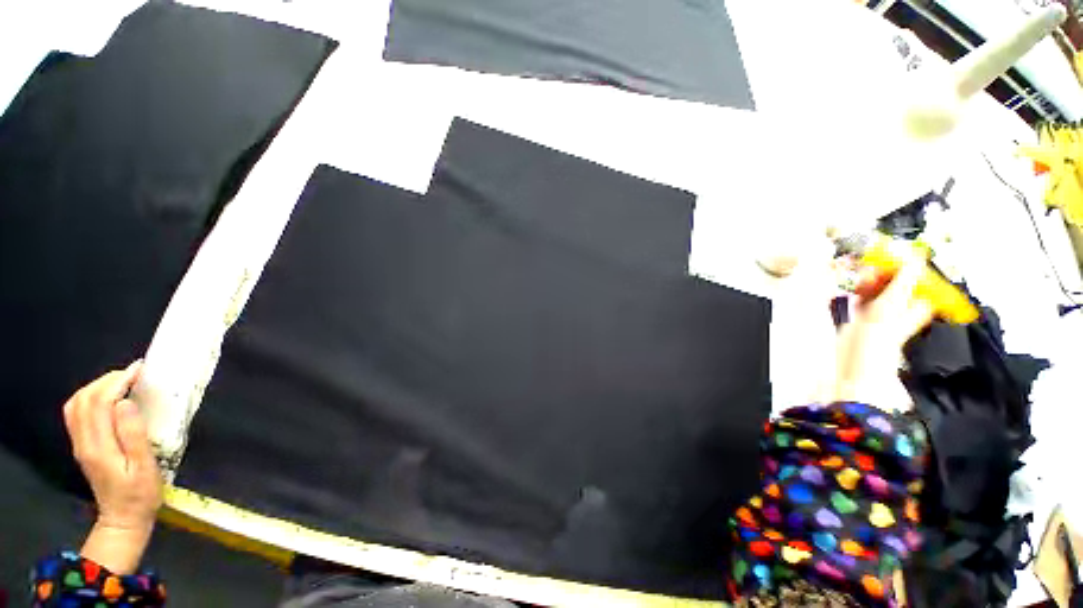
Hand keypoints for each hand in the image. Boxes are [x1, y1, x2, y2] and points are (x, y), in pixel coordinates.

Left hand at [63, 361, 161, 572]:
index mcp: (99, 446)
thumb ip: (133, 435)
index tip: (140, 371)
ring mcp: (80, 444)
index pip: (99, 403)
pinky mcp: (82, 445)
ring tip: (122, 382)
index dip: (117, 381)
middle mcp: (83, 441)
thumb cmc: (141, 493)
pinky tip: (108, 398)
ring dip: (97, 386)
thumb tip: (126, 403)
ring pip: (77, 404)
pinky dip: (90, 397)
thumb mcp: (144, 467)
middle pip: (84, 399)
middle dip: (107, 380)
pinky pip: (77, 413)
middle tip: (133, 373)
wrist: (123, 519)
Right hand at [829, 251, 934, 409]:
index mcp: (916, 303)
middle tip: (872, 268)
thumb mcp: (893, 305)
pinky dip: (860, 290)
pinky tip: (855, 289)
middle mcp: (902, 306)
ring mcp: (882, 311)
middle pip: (897, 280)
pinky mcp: (863, 315)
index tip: (892, 256)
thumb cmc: (878, 337)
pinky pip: (865, 295)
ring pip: (879, 286)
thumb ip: (904, 280)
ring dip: (870, 280)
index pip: (917, 277)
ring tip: (862, 280)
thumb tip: (917, 255)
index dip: (907, 265)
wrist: (854, 361)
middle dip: (884, 271)